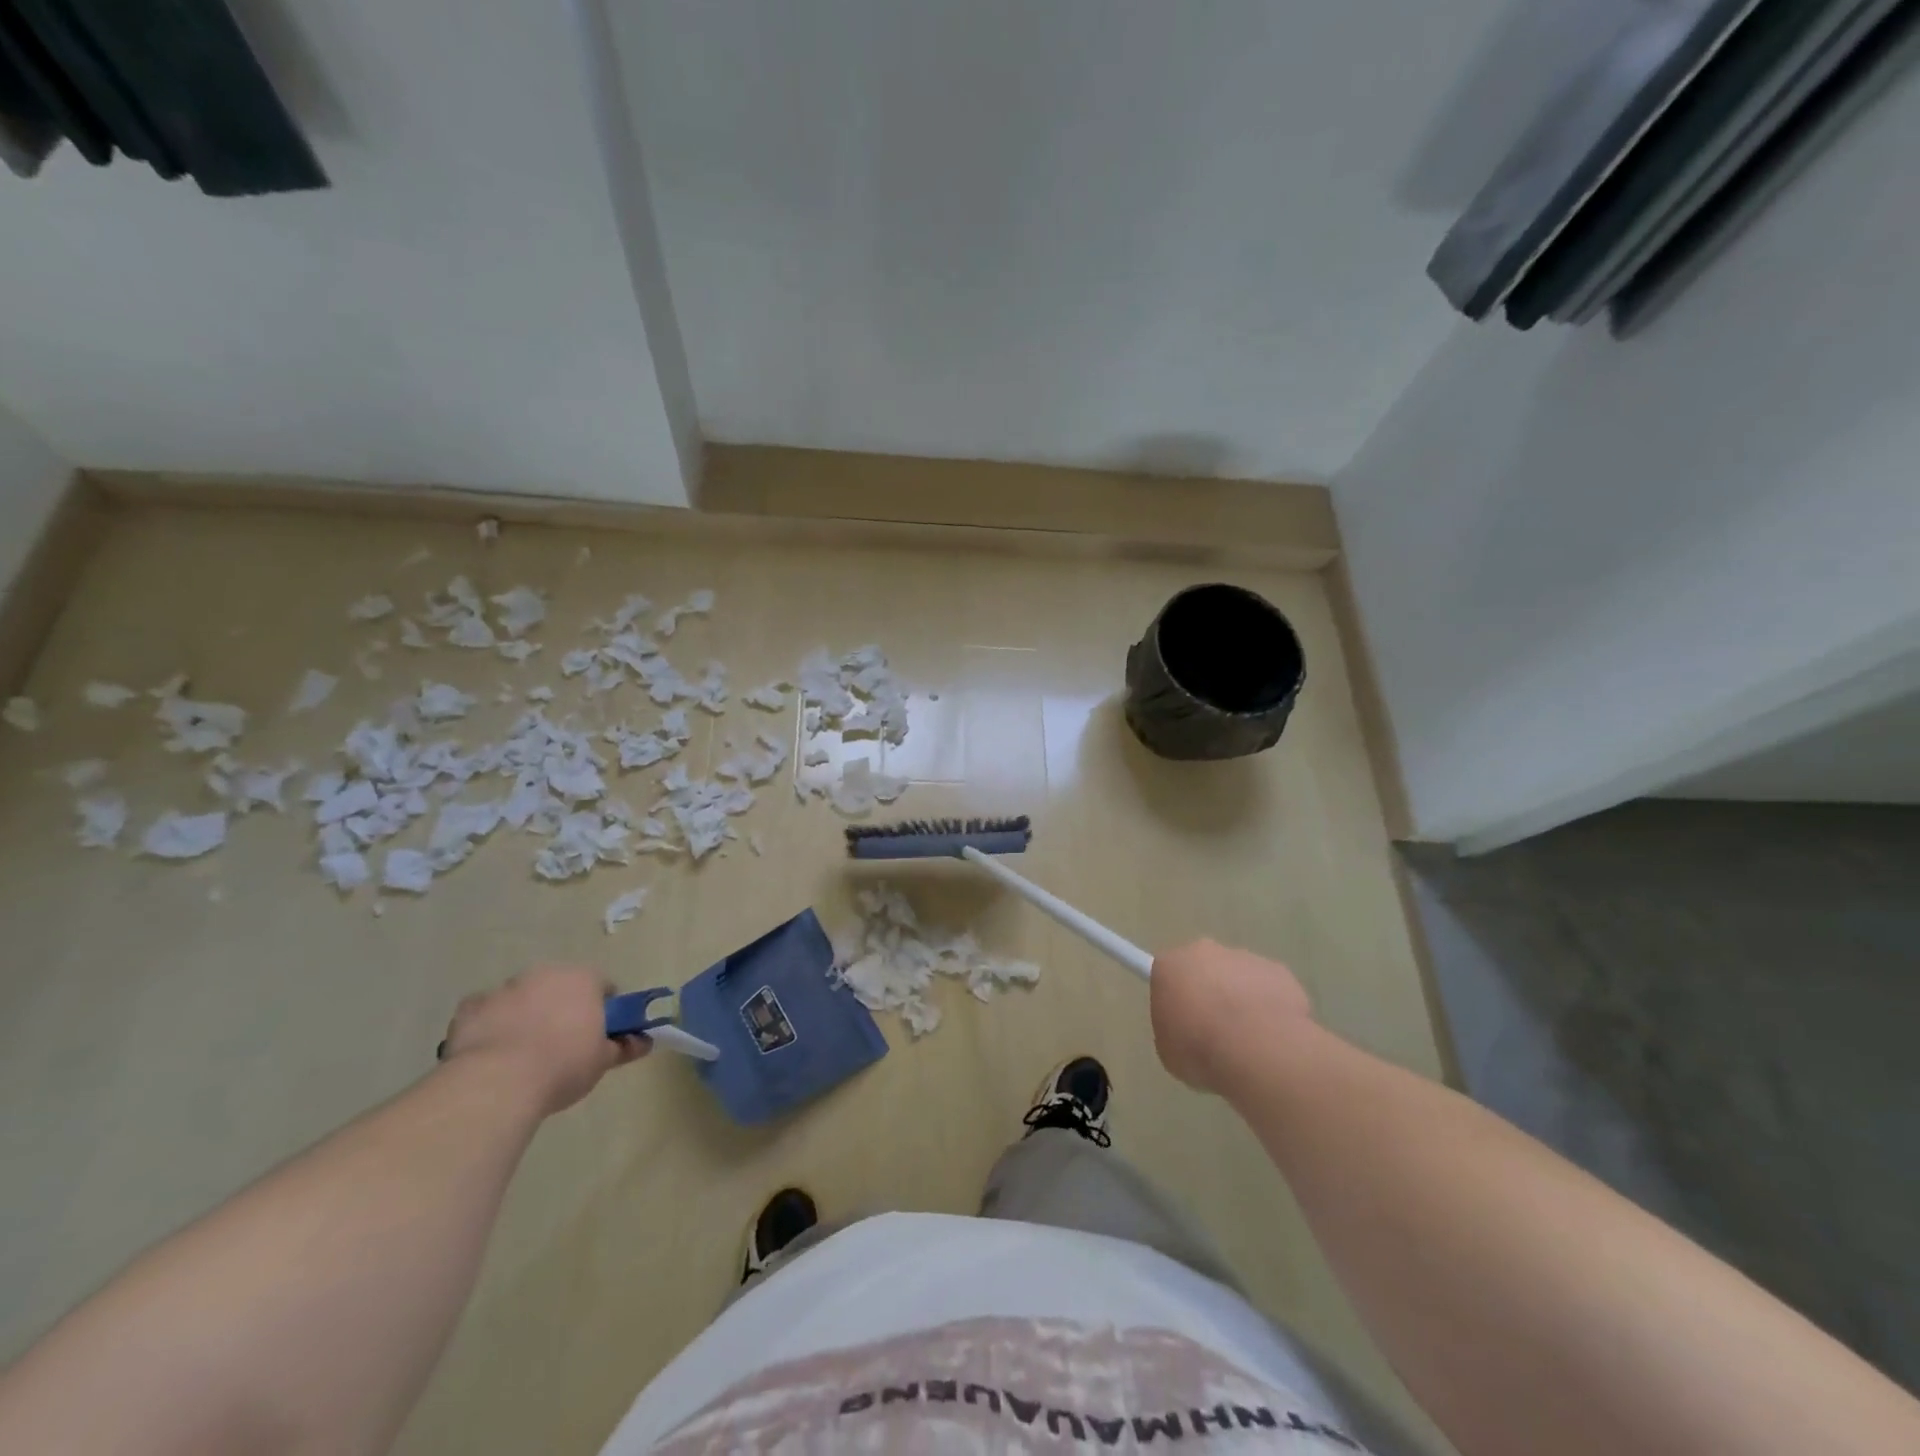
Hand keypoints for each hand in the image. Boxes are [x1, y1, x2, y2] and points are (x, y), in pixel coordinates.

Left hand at [439, 966, 647, 1115]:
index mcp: (582, 978)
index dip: (604, 1010)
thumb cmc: (561, 1066)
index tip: (600, 1035)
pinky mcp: (469, 1008)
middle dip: (562, 1008)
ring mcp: (504, 988)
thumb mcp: (602, 1062)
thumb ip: (624, 1047)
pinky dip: (491, 1025)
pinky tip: (491, 1052)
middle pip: (560, 987)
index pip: (602, 986)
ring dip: (526, 1014)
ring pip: (522, 997)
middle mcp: (544, 973)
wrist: (496, 1084)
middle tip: (563, 1044)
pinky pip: (486, 1012)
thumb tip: (645, 1041)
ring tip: (523, 1054)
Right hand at [1150, 939, 1312, 1094]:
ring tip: (1248, 1041)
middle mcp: (1205, 952)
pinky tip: (1272, 1038)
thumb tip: (1189, 1028)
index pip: (1165, 973)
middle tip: (1213, 1030)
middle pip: (1203, 968)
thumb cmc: (1200, 1049)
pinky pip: (1269, 988)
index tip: (1182, 1019)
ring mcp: (1245, 958)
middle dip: (1208, 992)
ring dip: (1240, 1000)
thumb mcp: (1168, 1050)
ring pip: (1239, 977)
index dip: (1174, 997)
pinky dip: (1269, 1008)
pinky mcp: (1278, 971)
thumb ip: (1173, 1029)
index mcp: (1170, 965)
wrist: (1258, 1049)